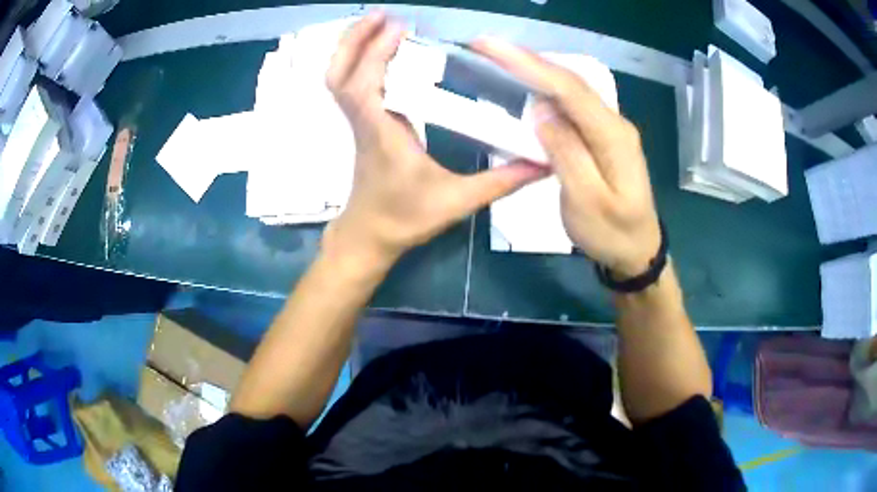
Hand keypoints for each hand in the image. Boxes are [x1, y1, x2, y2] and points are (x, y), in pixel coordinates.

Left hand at [323, 14, 546, 267]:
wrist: (370, 235)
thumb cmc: (406, 220)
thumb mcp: (458, 201)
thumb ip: (502, 181)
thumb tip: (543, 162)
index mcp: (383, 136)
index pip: (365, 89)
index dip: (375, 55)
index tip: (399, 28)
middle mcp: (365, 122)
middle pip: (340, 75)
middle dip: (355, 40)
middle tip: (384, 14)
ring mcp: (358, 121)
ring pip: (337, 78)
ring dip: (351, 47)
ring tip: (377, 22)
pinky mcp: (361, 122)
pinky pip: (347, 85)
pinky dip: (355, 61)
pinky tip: (376, 48)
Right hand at [472, 39, 661, 277]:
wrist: (637, 252)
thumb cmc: (612, 233)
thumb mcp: (586, 202)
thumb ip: (566, 153)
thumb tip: (542, 111)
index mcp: (613, 137)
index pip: (570, 89)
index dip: (530, 64)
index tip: (491, 47)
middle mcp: (614, 123)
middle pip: (570, 81)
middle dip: (528, 59)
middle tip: (487, 46)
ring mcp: (610, 129)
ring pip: (571, 89)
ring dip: (535, 69)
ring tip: (500, 57)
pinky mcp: (602, 137)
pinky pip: (572, 105)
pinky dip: (546, 89)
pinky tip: (528, 84)